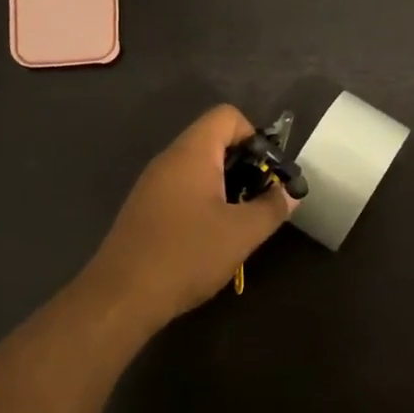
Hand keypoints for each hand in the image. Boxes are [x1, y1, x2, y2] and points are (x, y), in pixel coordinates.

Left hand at [82, 105, 296, 325]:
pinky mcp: (144, 209)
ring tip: (241, 220)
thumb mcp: (241, 233)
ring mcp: (152, 185)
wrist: (122, 296)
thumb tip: (291, 193)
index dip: (254, 135)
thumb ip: (272, 207)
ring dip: (225, 186)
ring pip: (198, 167)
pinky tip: (212, 236)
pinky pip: (182, 189)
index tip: (268, 172)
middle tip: (261, 198)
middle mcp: (168, 160)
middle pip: (213, 140)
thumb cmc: (187, 255)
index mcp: (191, 154)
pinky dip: (204, 201)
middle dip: (244, 164)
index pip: (227, 115)